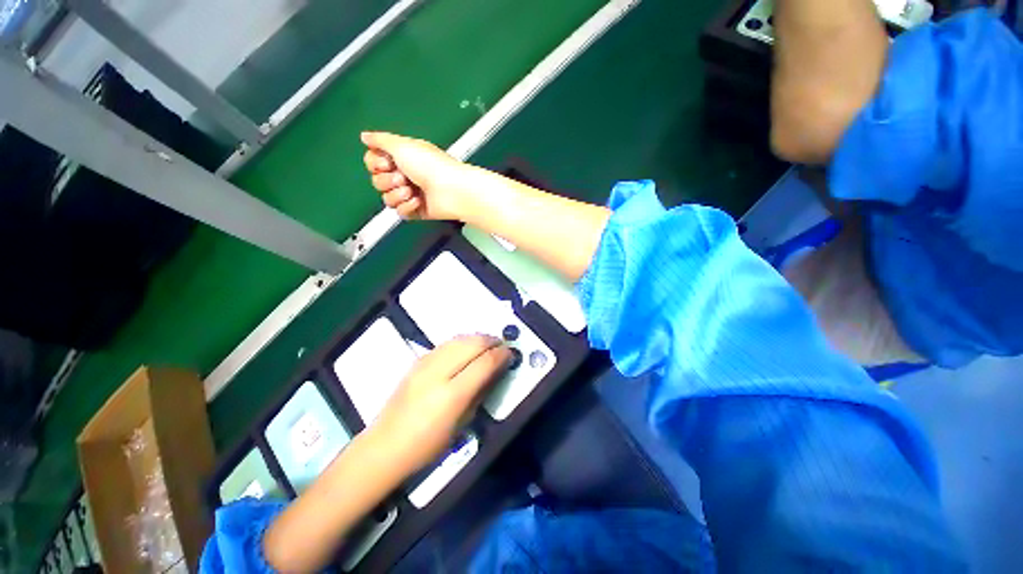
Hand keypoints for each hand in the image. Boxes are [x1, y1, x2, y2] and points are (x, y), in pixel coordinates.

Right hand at [361, 131, 470, 219]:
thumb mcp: (402, 145)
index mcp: (402, 157)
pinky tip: (418, 201)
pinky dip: (408, 207)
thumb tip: (365, 136)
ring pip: (387, 198)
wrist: (451, 190)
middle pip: (377, 181)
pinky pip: (400, 212)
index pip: (373, 162)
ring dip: (397, 195)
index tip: (386, 162)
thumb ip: (380, 140)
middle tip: (403, 177)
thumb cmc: (432, 166)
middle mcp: (406, 174)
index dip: (375, 164)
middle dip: (387, 180)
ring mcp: (411, 193)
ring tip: (411, 190)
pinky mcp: (417, 210)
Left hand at [370, 335, 510, 473]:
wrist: (385, 445)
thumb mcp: (462, 423)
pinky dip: (463, 341)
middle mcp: (438, 372)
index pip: (484, 362)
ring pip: (459, 338)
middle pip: (472, 343)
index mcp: (452, 394)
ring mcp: (425, 363)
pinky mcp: (418, 360)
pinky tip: (467, 348)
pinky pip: (447, 343)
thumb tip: (496, 370)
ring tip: (487, 344)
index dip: (501, 355)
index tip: (510, 354)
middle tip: (502, 346)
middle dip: (491, 341)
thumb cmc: (428, 444)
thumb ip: (481, 392)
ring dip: (478, 338)